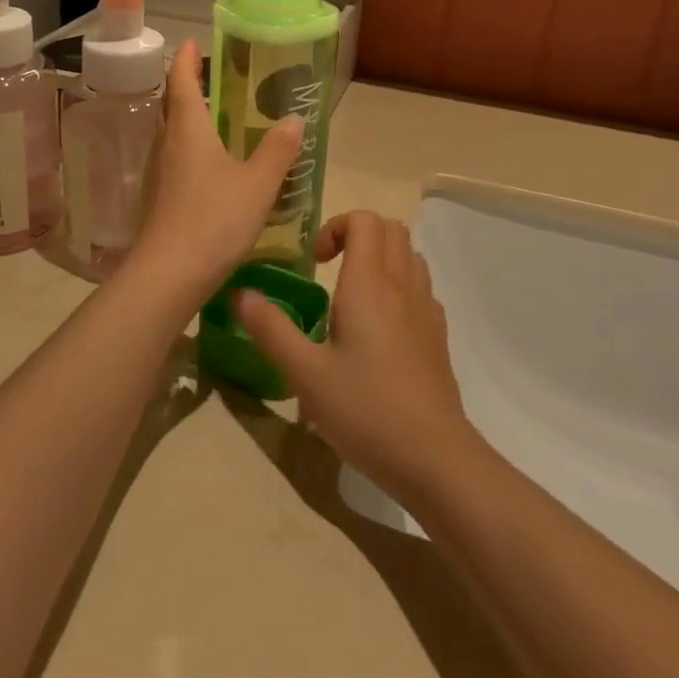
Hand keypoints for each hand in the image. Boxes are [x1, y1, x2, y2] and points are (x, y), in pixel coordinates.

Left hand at [119, 42, 301, 314]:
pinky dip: (195, 148)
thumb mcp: (257, 183)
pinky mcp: (163, 198)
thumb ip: (277, 150)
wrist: (170, 274)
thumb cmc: (214, 218)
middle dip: (190, 86)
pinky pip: (179, 159)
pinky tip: (217, 164)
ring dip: (193, 119)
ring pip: (176, 134)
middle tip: (214, 76)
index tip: (192, 41)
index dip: (186, 58)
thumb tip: (293, 118)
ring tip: (221, 116)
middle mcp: (170, 144)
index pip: (181, 81)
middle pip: (174, 105)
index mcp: (189, 129)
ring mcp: (162, 173)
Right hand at [233, 211, 479, 504]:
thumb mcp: (306, 375)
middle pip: (391, 228)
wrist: (435, 457)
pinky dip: (399, 284)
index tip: (315, 261)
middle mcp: (402, 285)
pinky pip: (420, 286)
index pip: (365, 219)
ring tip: (353, 294)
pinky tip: (380, 327)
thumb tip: (239, 294)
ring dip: (381, 257)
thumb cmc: (366, 410)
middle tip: (330, 269)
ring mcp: (426, 308)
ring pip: (409, 254)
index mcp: (369, 284)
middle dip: (358, 235)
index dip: (337, 227)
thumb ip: (271, 330)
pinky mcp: (438, 334)